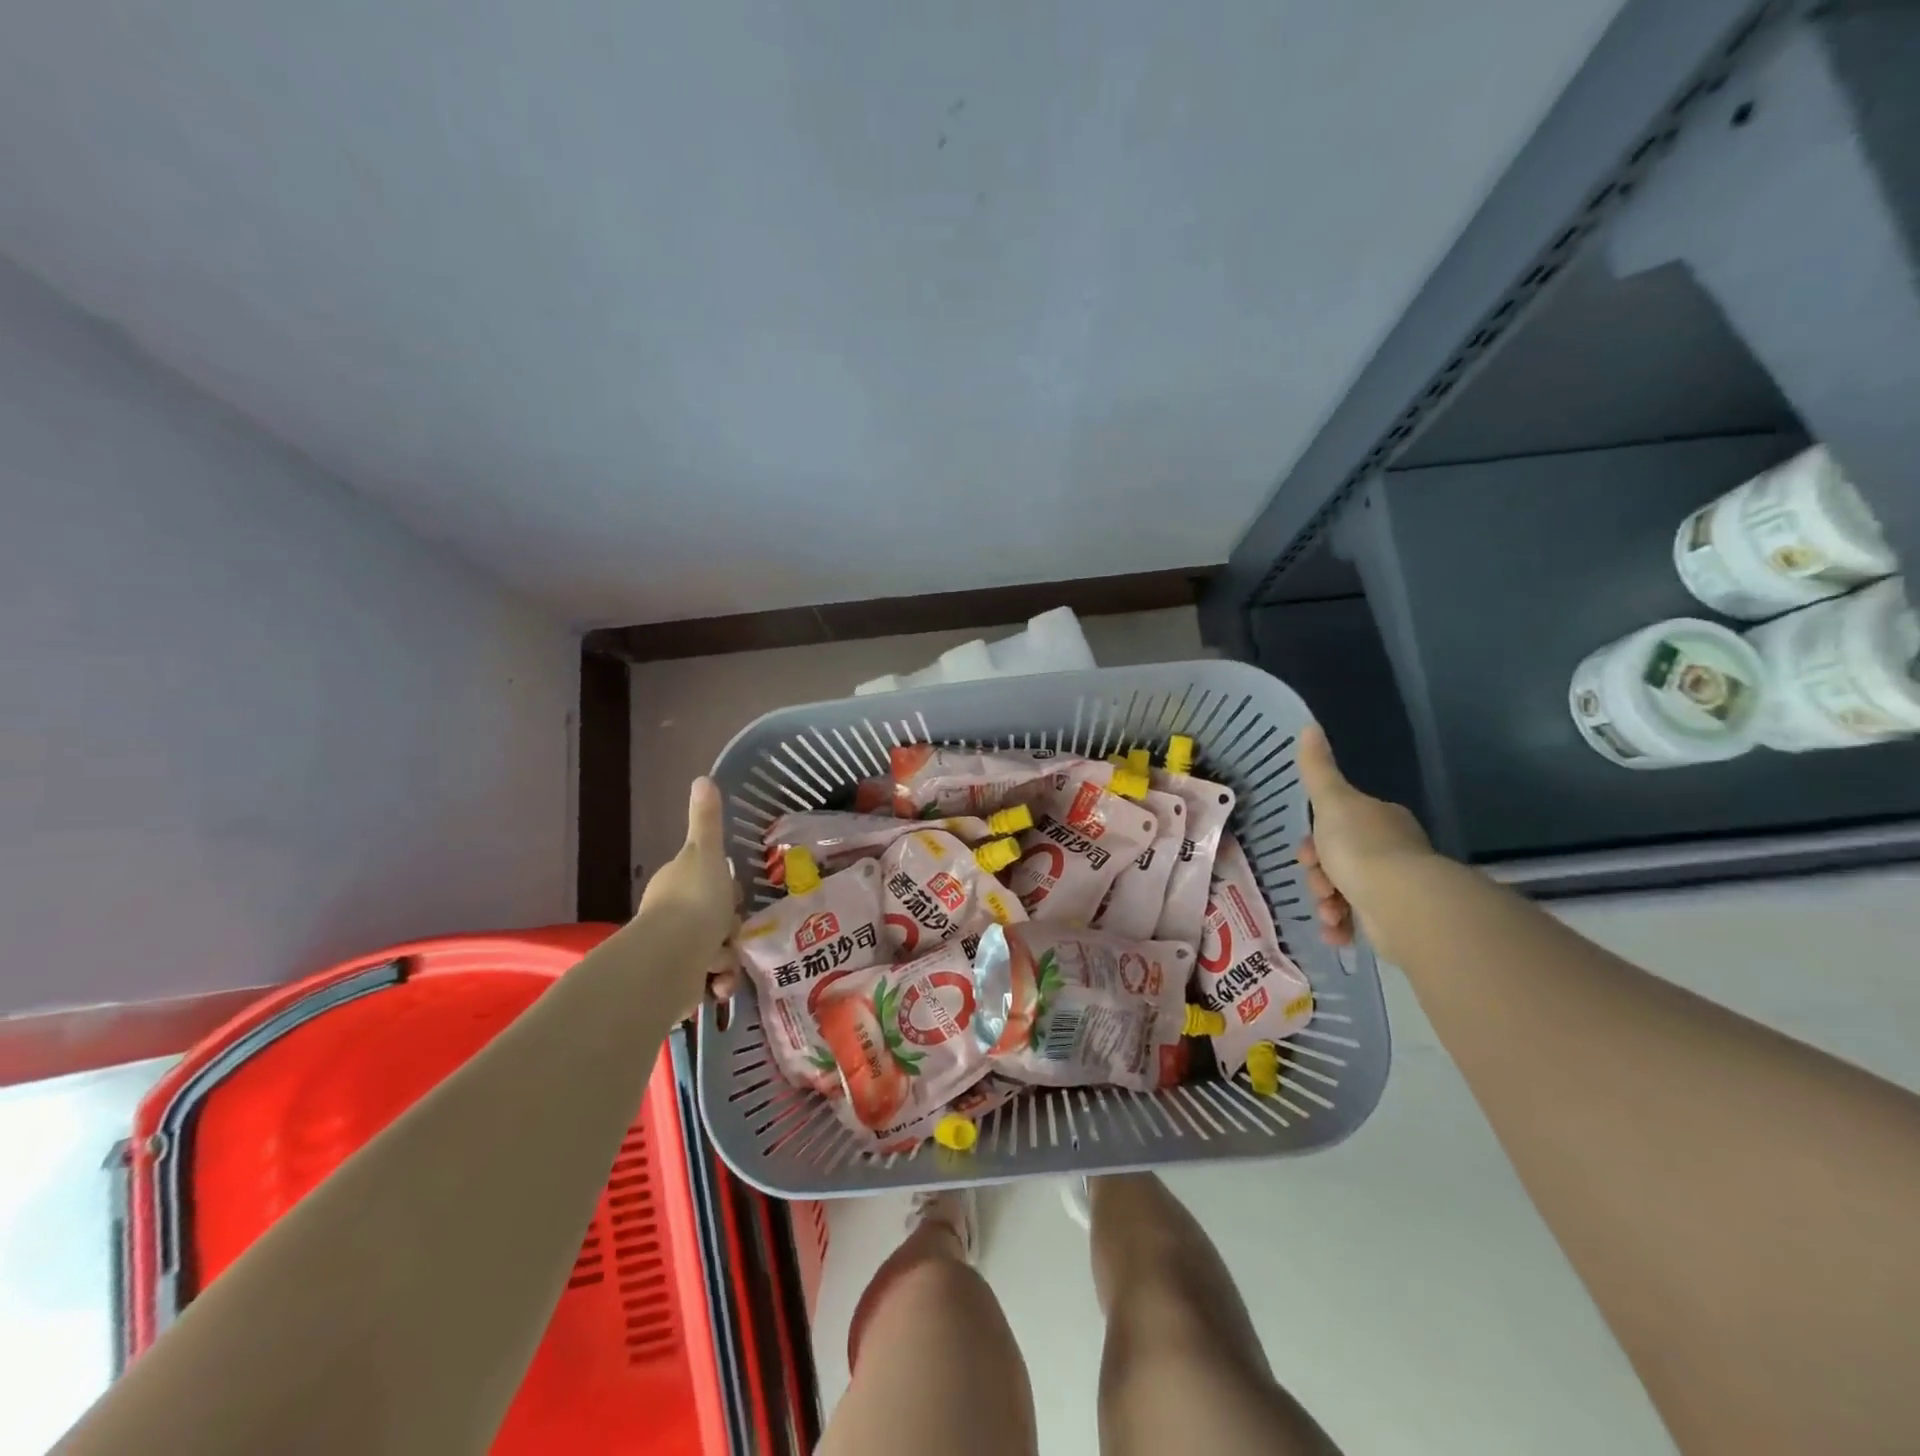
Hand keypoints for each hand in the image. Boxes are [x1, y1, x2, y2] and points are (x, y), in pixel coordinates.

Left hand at [636, 777, 739, 1008]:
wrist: (669, 960)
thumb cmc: (694, 901)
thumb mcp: (706, 853)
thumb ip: (707, 820)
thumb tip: (703, 777)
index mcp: (677, 883)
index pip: (710, 883)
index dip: (728, 892)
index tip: (737, 898)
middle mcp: (671, 916)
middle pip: (716, 920)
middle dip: (730, 930)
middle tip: (732, 934)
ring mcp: (673, 950)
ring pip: (717, 951)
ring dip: (727, 959)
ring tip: (722, 963)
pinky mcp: (677, 982)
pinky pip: (708, 980)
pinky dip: (718, 983)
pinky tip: (719, 985)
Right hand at [1296, 724, 1432, 951]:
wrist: (1401, 902)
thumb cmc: (1361, 847)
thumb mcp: (1331, 802)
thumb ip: (1317, 769)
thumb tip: (1308, 725)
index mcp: (1379, 820)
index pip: (1339, 825)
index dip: (1316, 840)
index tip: (1306, 855)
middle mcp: (1392, 850)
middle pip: (1339, 860)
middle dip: (1319, 875)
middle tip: (1317, 885)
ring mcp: (1396, 885)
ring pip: (1345, 891)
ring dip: (1327, 903)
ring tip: (1328, 914)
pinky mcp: (1396, 918)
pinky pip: (1359, 921)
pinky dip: (1342, 926)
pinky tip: (1336, 932)